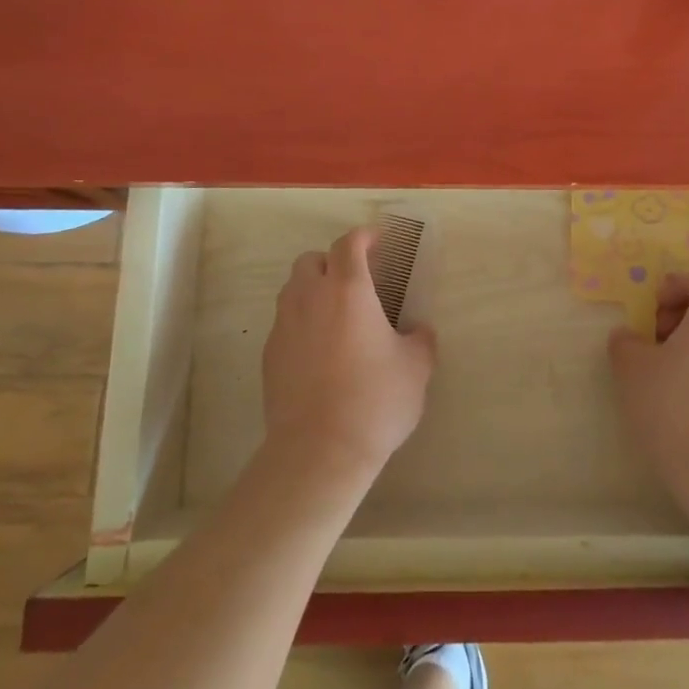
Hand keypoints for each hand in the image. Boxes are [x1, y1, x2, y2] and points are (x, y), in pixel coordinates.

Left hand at [261, 226, 435, 490]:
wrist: (318, 451)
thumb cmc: (375, 400)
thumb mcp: (416, 368)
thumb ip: (420, 340)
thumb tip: (419, 331)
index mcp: (348, 290)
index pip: (349, 244)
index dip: (364, 236)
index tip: (378, 241)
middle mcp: (309, 298)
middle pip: (311, 260)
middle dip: (332, 262)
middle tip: (356, 281)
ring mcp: (284, 326)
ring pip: (293, 290)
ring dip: (313, 290)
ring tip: (337, 316)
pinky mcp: (269, 355)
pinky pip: (284, 323)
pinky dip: (301, 323)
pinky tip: (320, 351)